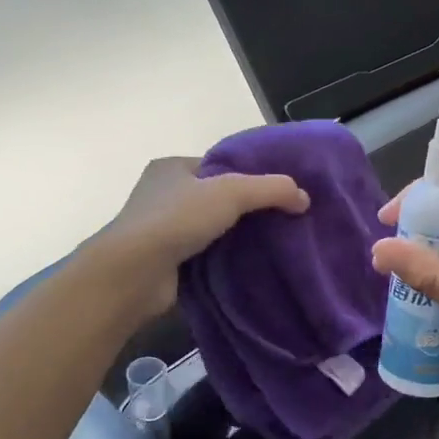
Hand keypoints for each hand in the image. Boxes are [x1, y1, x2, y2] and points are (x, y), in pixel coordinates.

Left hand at [94, 156, 308, 316]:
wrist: (134, 272)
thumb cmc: (177, 219)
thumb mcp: (231, 192)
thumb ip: (271, 189)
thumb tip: (304, 197)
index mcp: (171, 168)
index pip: (217, 166)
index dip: (247, 175)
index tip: (278, 191)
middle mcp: (161, 195)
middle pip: (214, 198)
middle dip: (244, 209)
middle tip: (281, 219)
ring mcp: (160, 230)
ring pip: (209, 229)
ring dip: (234, 237)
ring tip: (272, 244)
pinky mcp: (164, 262)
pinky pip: (203, 255)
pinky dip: (222, 260)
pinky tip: (248, 266)